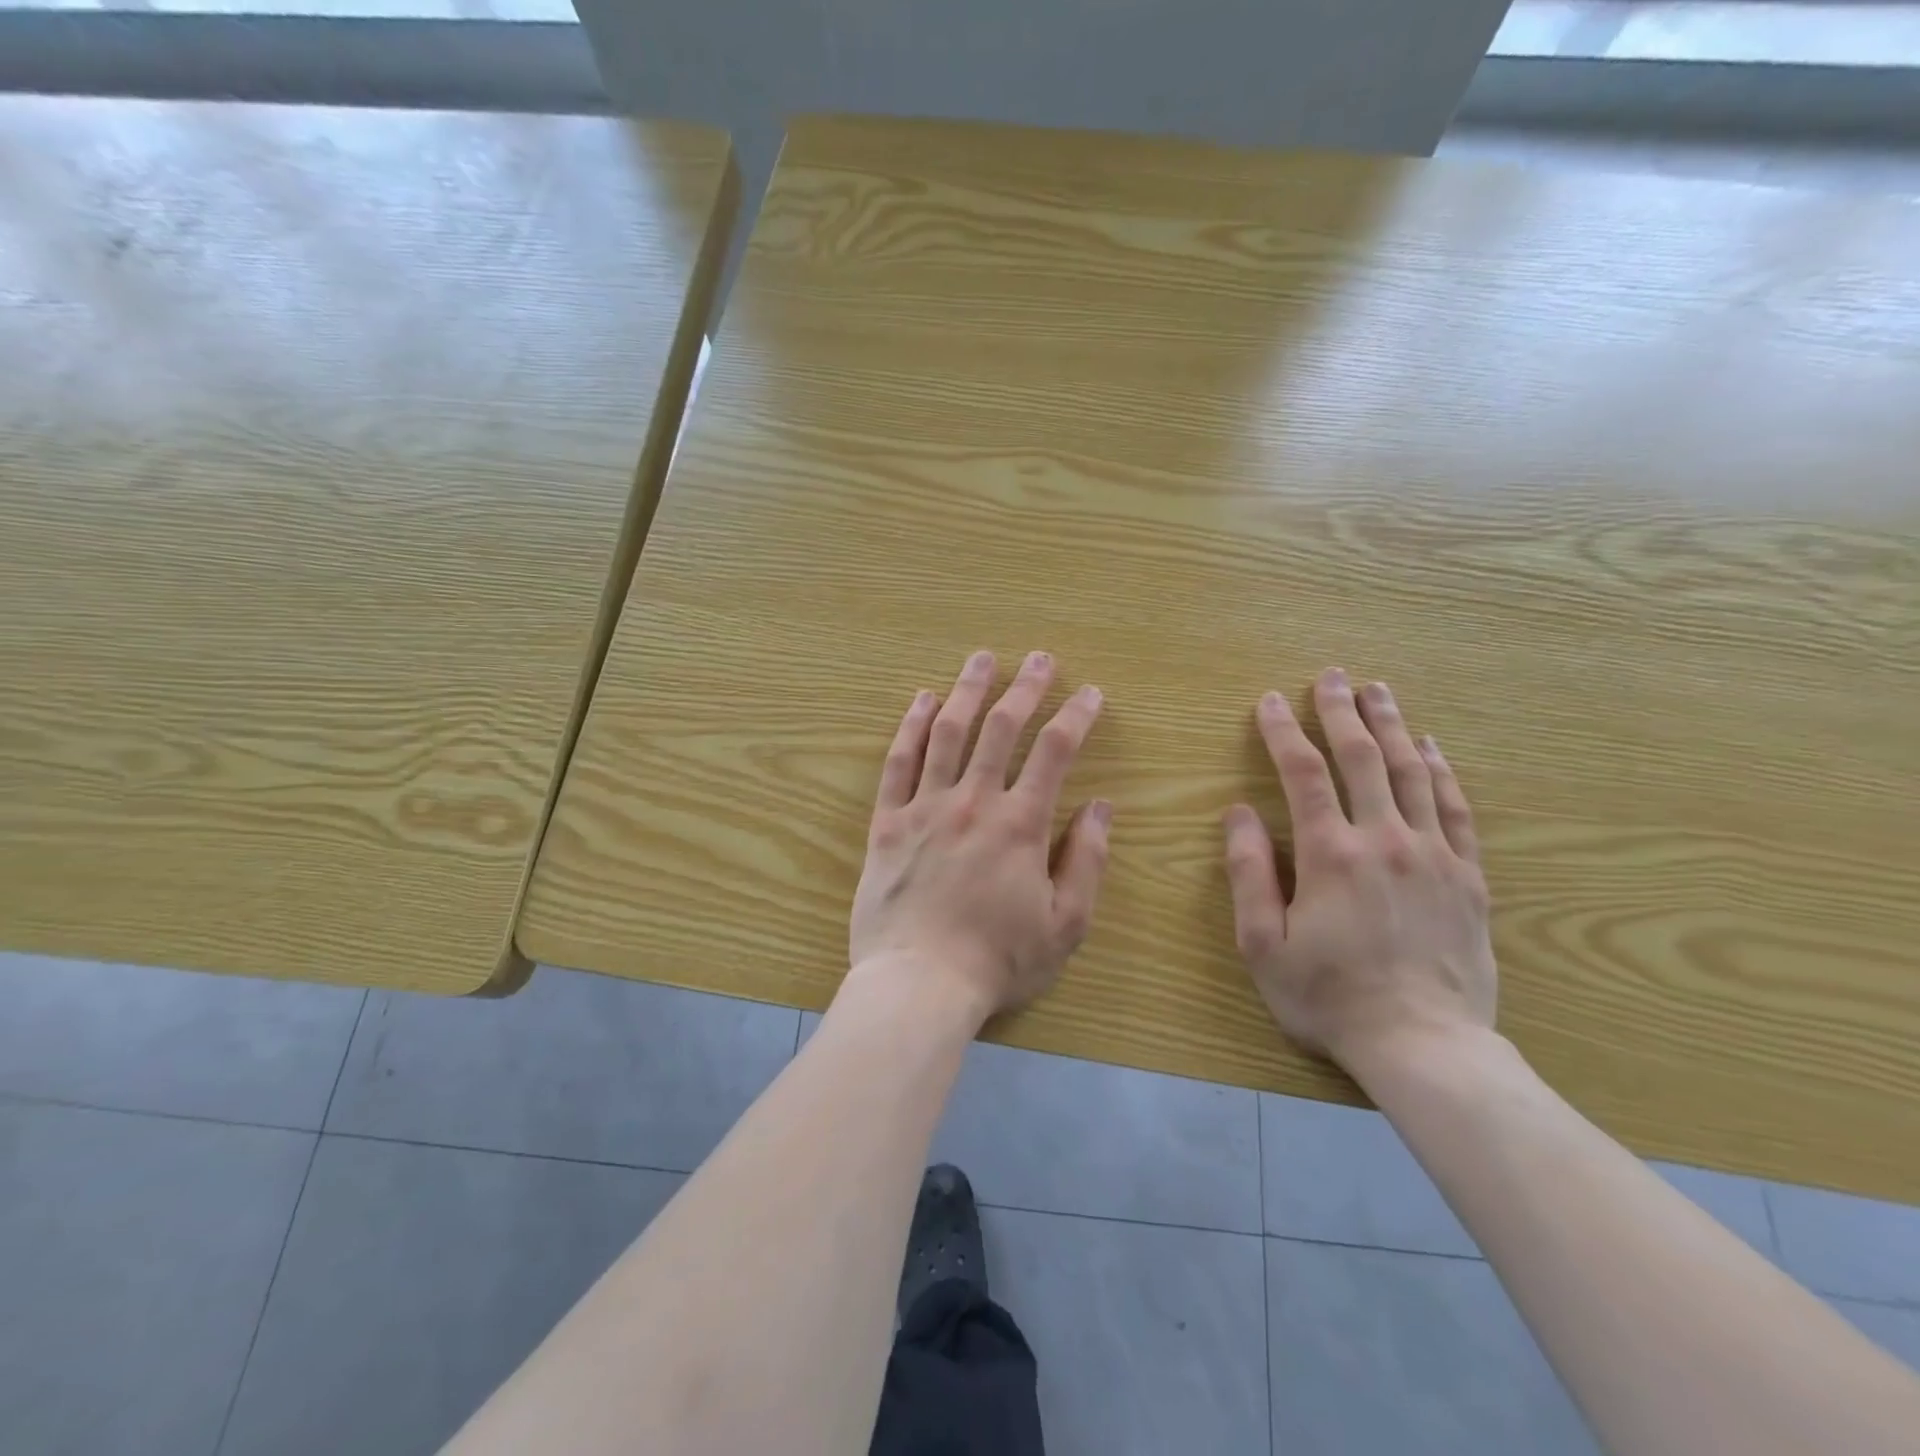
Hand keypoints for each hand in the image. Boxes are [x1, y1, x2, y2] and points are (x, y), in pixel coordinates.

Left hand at [849, 650, 1110, 1021]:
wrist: (918, 985)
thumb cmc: (997, 961)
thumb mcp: (1065, 925)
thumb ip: (1087, 862)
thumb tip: (1102, 807)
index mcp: (1020, 824)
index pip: (1054, 752)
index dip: (1076, 716)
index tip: (1090, 693)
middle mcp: (973, 802)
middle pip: (1001, 728)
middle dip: (1026, 687)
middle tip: (1040, 658)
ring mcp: (925, 807)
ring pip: (948, 733)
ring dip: (968, 690)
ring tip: (981, 659)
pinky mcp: (887, 822)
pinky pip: (899, 763)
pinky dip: (911, 727)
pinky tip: (922, 700)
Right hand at [1223, 668, 1495, 1077]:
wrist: (1425, 1047)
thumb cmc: (1328, 996)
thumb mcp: (1263, 943)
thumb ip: (1249, 873)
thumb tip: (1238, 812)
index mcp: (1330, 854)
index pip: (1303, 775)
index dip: (1283, 732)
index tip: (1269, 702)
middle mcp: (1384, 840)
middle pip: (1362, 758)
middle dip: (1341, 712)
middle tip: (1332, 676)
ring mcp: (1433, 855)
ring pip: (1411, 773)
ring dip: (1392, 726)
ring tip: (1379, 691)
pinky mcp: (1468, 877)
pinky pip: (1455, 809)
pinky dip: (1440, 772)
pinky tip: (1431, 747)